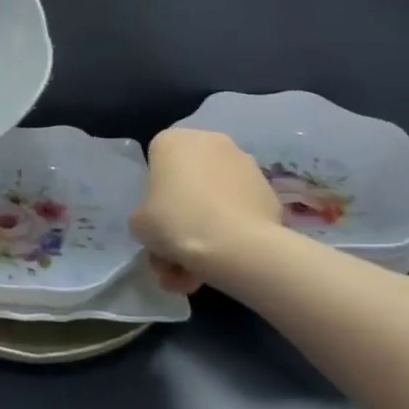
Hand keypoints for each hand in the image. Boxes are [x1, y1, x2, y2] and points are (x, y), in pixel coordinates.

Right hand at [133, 128, 285, 294]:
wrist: (236, 246)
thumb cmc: (177, 223)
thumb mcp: (139, 224)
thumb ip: (144, 216)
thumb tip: (160, 224)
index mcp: (172, 141)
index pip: (156, 164)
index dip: (154, 196)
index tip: (157, 222)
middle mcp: (209, 141)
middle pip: (189, 181)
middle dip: (183, 217)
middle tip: (177, 253)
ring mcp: (243, 162)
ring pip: (215, 197)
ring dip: (207, 227)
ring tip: (202, 268)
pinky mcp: (268, 188)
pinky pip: (240, 208)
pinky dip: (233, 228)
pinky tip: (227, 259)